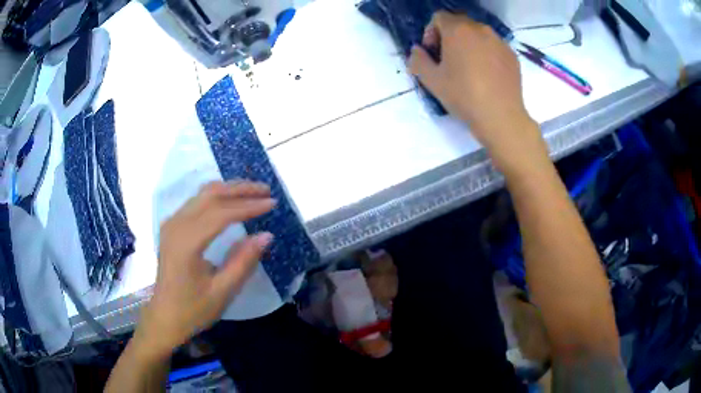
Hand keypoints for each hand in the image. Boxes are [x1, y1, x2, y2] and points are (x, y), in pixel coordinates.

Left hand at [133, 181, 274, 359]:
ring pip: (202, 194)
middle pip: (210, 194)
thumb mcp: (223, 292)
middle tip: (266, 190)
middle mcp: (176, 225)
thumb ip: (244, 262)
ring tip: (253, 193)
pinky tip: (230, 202)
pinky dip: (216, 197)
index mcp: (187, 243)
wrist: (164, 317)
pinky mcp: (172, 226)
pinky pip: (196, 202)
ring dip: (229, 189)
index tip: (272, 203)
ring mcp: (171, 223)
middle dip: (240, 189)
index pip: (221, 213)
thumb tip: (267, 235)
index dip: (248, 206)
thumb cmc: (193, 309)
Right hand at [409, 12, 546, 171]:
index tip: (433, 53)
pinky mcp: (512, 56)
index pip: (439, 17)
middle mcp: (480, 29)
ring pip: (478, 35)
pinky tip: (486, 76)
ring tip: (469, 69)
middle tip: (449, 60)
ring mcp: (499, 42)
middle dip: (450, 37)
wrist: (501, 117)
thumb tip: (417, 51)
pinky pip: (494, 47)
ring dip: (469, 45)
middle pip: (459, 24)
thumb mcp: (431, 80)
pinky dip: (487, 54)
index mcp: (458, 30)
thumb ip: (418, 60)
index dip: (431, 32)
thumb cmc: (463, 96)